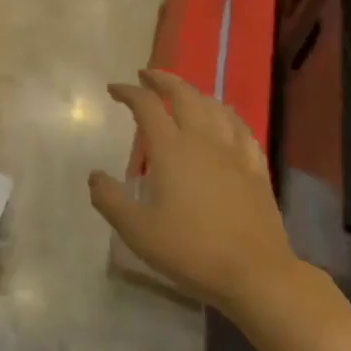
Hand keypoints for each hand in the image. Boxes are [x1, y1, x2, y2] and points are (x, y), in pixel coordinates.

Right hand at [88, 70, 312, 341]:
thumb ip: (110, 200)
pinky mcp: (256, 168)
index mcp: (170, 148)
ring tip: (184, 94)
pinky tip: (225, 121)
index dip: (128, 92)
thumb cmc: (192, 250)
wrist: (256, 274)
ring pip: (214, 106)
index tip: (114, 89)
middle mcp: (202, 139)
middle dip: (162, 80)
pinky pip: (241, 128)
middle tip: (147, 76)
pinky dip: (226, 115)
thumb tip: (94, 175)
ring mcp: (233, 152)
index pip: (146, 105)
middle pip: (184, 93)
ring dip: (194, 92)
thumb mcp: (138, 231)